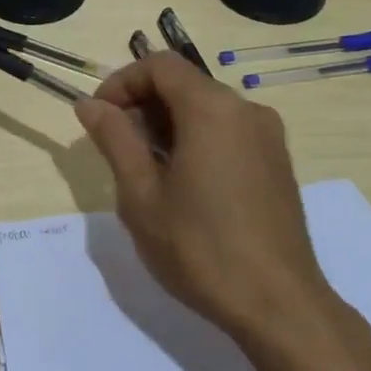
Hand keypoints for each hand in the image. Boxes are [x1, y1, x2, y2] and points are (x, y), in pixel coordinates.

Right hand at [74, 53, 370, 364]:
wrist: (279, 306)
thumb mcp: (141, 194)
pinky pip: (228, 130)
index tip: (100, 117)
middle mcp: (246, 109)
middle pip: (184, 83)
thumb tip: (90, 104)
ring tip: (146, 170)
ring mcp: (268, 136)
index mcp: (212, 108)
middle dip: (143, 104)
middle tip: (118, 148)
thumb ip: (114, 139)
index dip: (122, 82)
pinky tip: (184, 184)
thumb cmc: (200, 248)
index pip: (159, 65)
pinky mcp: (277, 162)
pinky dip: (197, 138)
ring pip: (206, 108)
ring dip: (168, 124)